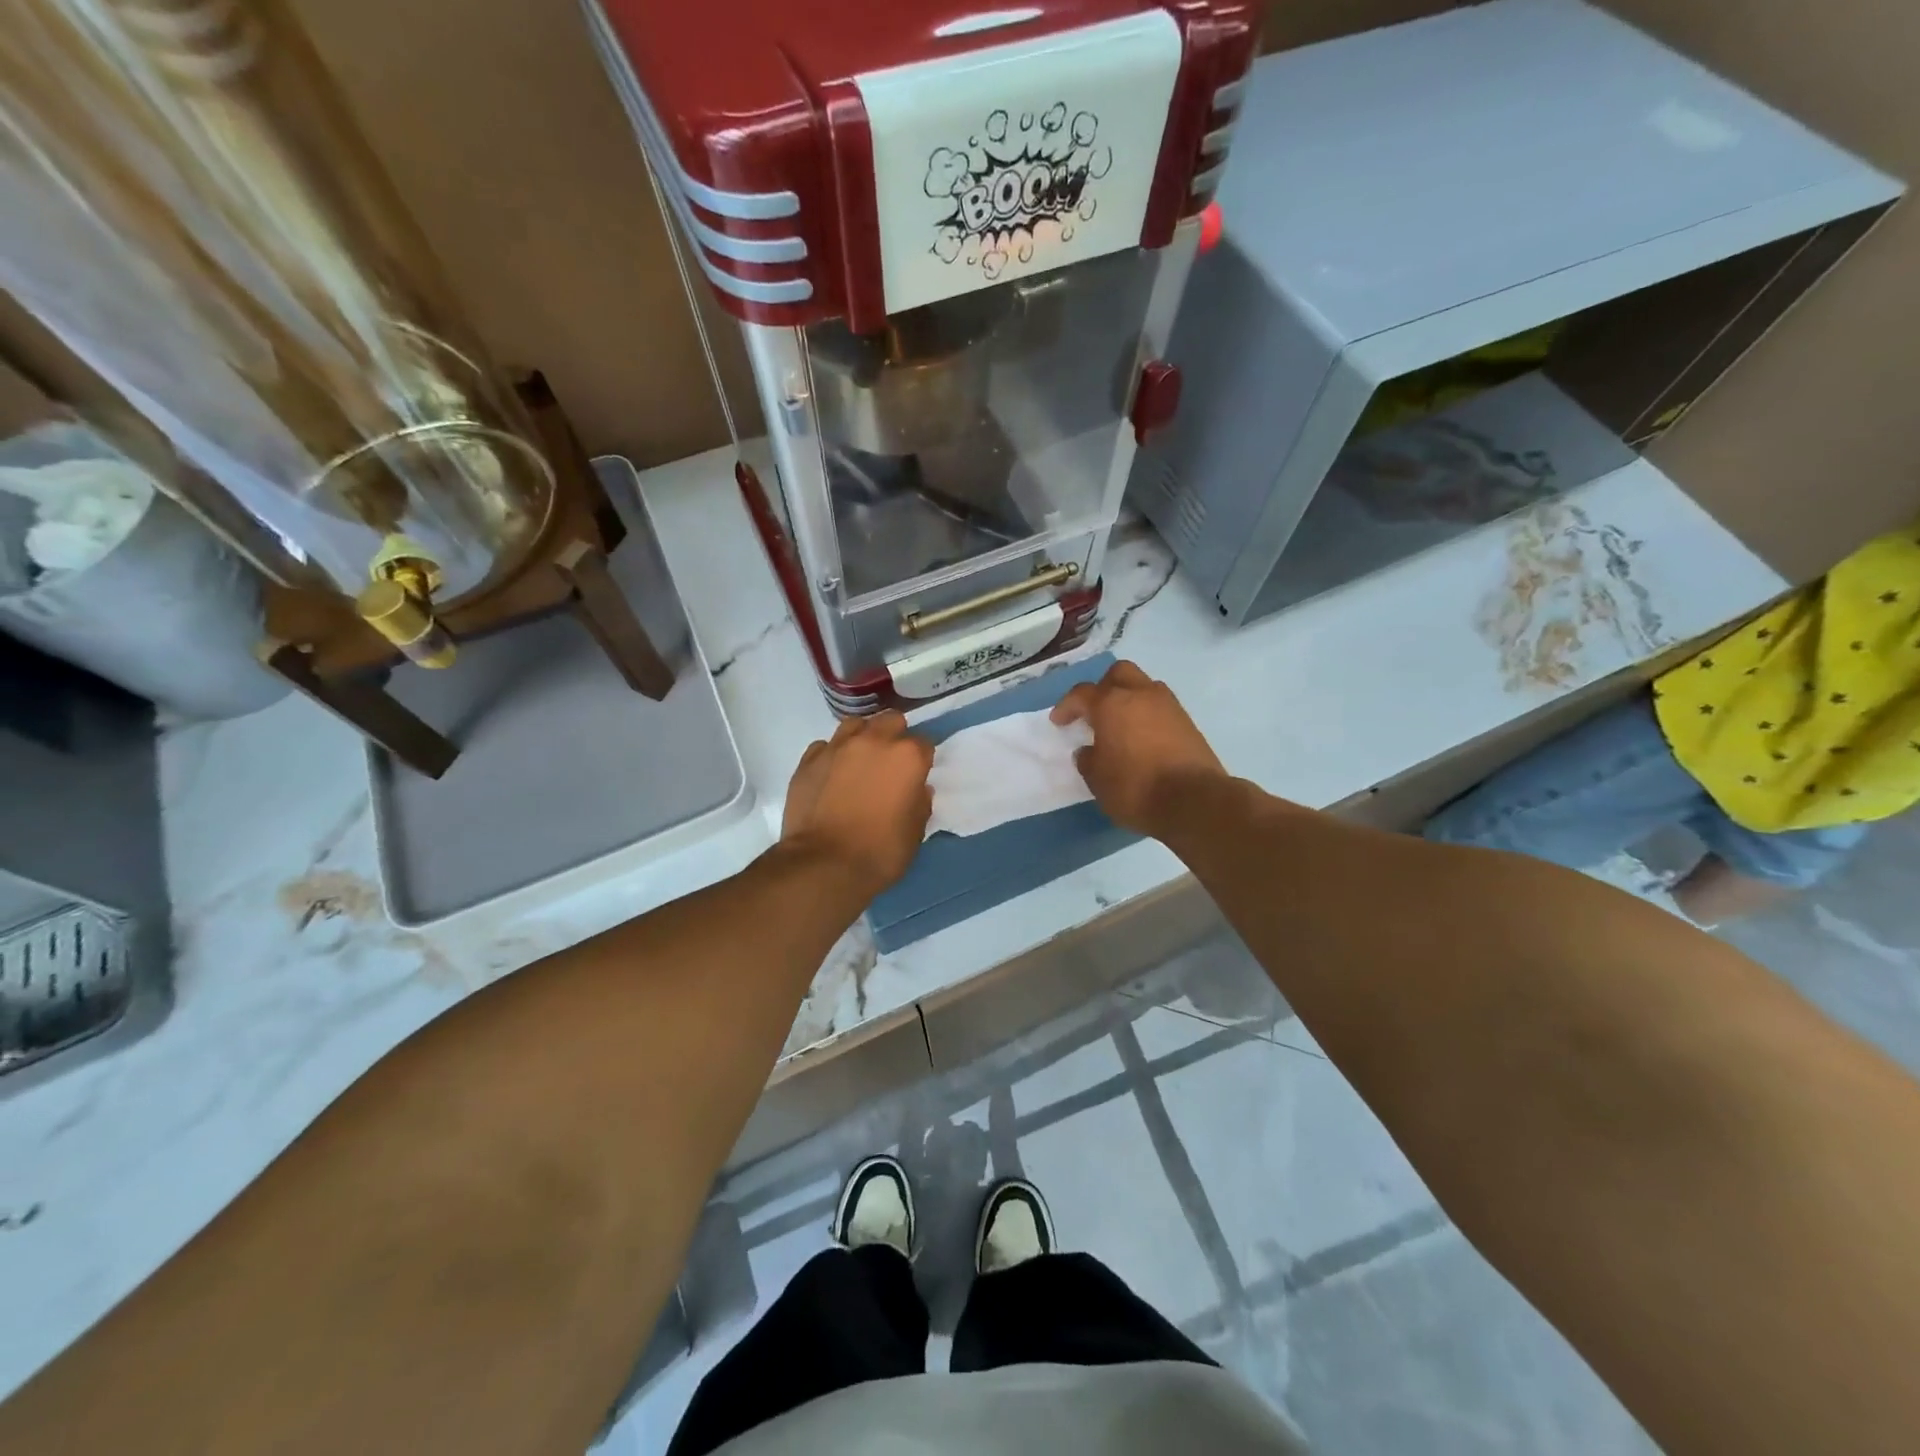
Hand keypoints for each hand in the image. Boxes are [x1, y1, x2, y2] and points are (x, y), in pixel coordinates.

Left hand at [782, 711, 934, 892]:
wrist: (823, 864)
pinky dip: (832, 756)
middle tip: (890, 764)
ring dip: (862, 738)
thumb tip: (917, 789)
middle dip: (894, 737)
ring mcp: (837, 747)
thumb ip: (920, 803)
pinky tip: (831, 775)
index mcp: (907, 757)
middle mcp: (873, 741)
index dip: (922, 760)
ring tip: (860, 762)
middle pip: (890, 721)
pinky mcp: (808, 760)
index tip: (917, 775)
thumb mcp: (915, 832)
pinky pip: (825, 746)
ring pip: (855, 725)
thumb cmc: (880, 851)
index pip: (924, 743)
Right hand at [1051, 661, 1227, 835]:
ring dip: (1129, 699)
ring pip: (1144, 686)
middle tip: (1094, 711)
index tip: (1059, 722)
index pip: (1082, 693)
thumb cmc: (1135, 788)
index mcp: (1111, 704)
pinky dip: (1147, 715)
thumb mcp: (1098, 780)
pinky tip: (1142, 738)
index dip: (1067, 706)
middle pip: (1118, 674)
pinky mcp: (1188, 722)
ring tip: (1120, 724)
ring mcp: (1168, 706)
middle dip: (1102, 687)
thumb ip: (1088, 760)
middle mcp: (1140, 695)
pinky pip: (1161, 707)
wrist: (1193, 800)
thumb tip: (1088, 751)